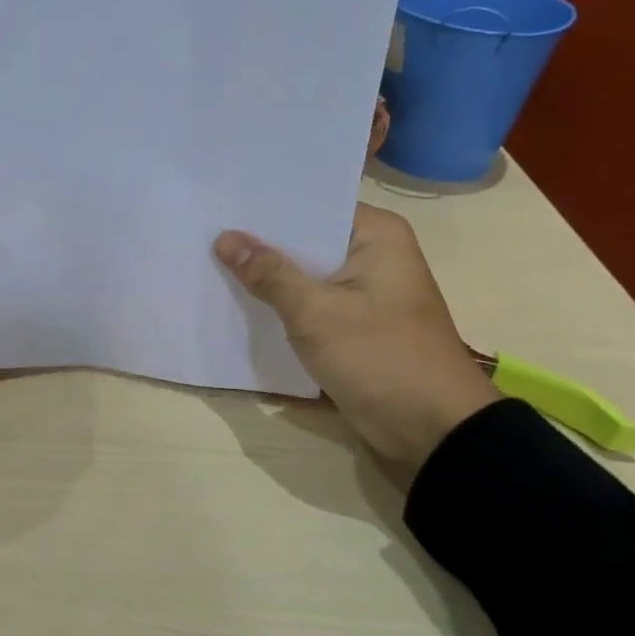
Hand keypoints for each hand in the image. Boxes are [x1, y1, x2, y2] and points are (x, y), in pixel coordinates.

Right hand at [214, 204, 496, 473]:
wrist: (431, 431)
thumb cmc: (380, 356)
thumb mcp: (316, 312)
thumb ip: (269, 274)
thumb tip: (224, 238)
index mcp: (377, 235)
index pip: (312, 206)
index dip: (266, 207)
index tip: (219, 204)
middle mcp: (373, 256)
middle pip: (306, 240)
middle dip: (260, 243)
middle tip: (203, 233)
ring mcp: (365, 293)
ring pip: (306, 275)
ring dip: (268, 277)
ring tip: (208, 261)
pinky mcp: (355, 326)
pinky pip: (311, 305)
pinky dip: (282, 306)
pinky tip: (238, 302)